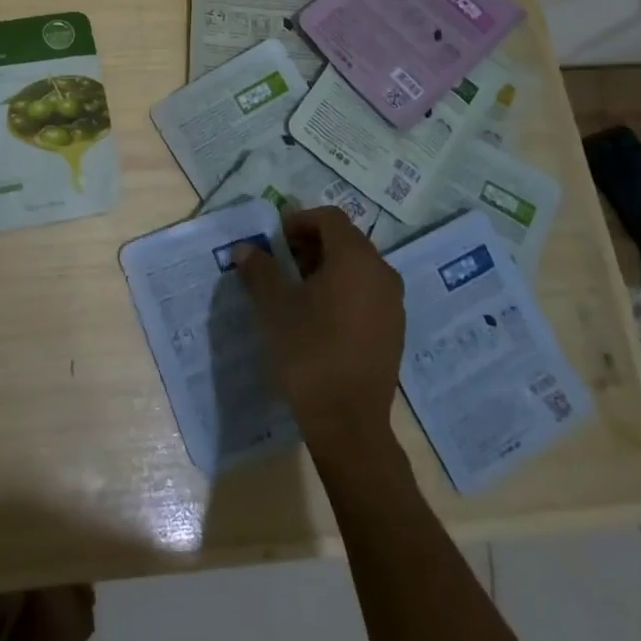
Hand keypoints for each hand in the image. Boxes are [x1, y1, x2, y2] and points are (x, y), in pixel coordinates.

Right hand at [233, 207, 405, 460]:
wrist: (348, 422)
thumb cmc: (308, 352)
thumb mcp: (274, 307)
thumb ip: (260, 270)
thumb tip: (245, 249)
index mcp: (355, 259)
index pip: (329, 218)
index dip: (299, 221)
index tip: (274, 241)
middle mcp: (382, 273)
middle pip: (346, 240)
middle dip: (311, 245)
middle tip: (280, 263)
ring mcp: (394, 303)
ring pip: (357, 267)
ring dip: (326, 268)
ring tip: (296, 291)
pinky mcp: (394, 330)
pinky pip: (367, 293)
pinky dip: (343, 291)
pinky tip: (318, 317)